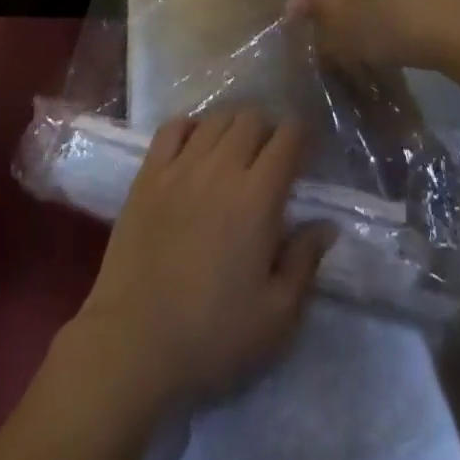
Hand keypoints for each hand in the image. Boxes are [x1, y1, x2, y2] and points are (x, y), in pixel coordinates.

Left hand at [64, 110, 332, 415]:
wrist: (134, 342)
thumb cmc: (213, 336)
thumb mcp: (277, 317)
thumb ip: (305, 262)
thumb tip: (325, 224)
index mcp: (257, 197)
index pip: (288, 138)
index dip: (302, 137)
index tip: (307, 153)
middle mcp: (220, 167)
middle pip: (251, 118)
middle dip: (268, 129)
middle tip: (271, 158)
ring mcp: (180, 165)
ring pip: (214, 118)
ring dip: (233, 125)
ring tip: (236, 150)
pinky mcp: (148, 173)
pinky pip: (172, 127)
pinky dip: (191, 126)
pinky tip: (195, 145)